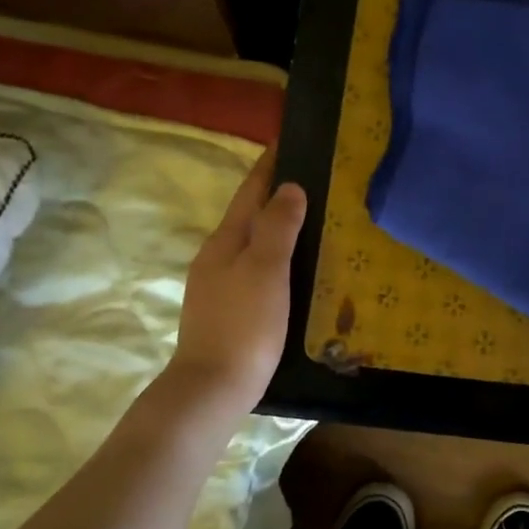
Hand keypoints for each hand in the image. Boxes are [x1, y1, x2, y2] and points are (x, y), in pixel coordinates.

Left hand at [168, 150, 306, 414]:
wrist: (213, 388)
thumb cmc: (244, 324)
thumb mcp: (265, 270)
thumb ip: (278, 226)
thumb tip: (289, 186)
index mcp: (225, 241)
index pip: (250, 192)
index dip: (269, 166)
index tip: (289, 140)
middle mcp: (218, 257)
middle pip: (250, 215)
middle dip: (276, 194)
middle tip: (315, 180)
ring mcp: (220, 286)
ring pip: (253, 244)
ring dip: (278, 227)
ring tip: (312, 220)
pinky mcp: (229, 311)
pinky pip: (256, 270)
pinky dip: (276, 257)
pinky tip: (294, 269)